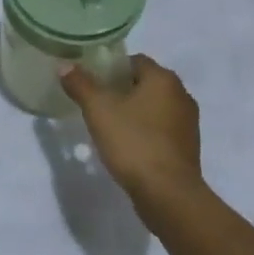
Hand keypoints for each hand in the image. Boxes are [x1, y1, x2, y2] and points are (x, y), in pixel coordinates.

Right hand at [61, 56, 213, 230]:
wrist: (167, 193)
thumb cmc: (133, 142)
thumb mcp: (98, 109)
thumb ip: (80, 84)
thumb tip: (65, 65)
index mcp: (164, 79)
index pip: (134, 61)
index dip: (110, 68)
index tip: (92, 83)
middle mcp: (182, 95)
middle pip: (145, 83)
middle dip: (121, 91)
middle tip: (95, 104)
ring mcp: (188, 123)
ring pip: (154, 107)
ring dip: (134, 112)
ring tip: (109, 126)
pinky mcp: (188, 147)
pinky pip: (161, 129)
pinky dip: (145, 132)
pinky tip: (127, 146)